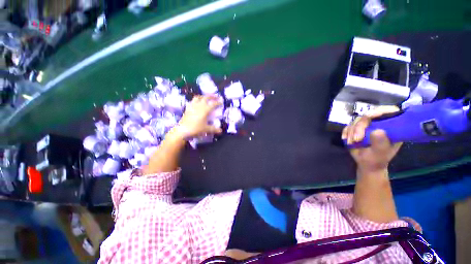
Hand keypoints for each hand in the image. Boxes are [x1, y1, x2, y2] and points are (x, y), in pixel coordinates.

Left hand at [177, 95, 222, 137]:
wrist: (183, 130)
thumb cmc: (196, 129)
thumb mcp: (206, 129)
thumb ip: (214, 129)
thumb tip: (220, 131)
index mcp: (205, 110)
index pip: (213, 104)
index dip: (218, 102)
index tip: (221, 102)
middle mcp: (199, 106)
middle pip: (206, 97)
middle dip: (212, 96)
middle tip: (216, 97)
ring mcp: (192, 106)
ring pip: (198, 97)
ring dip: (203, 96)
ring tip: (206, 98)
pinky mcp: (187, 108)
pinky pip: (192, 101)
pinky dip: (196, 100)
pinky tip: (197, 103)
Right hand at [342, 106, 402, 173]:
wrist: (366, 163)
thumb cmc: (377, 159)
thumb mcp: (381, 153)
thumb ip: (380, 143)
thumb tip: (377, 131)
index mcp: (392, 127)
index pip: (390, 111)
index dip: (381, 110)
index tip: (370, 117)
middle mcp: (380, 123)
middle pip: (368, 116)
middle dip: (359, 127)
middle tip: (356, 139)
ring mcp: (367, 126)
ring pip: (357, 121)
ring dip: (351, 132)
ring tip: (352, 142)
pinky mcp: (357, 128)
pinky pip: (349, 125)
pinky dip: (346, 132)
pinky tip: (346, 139)